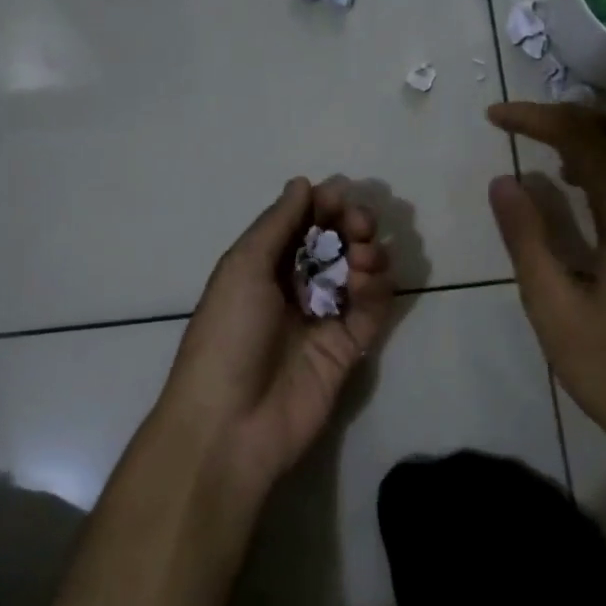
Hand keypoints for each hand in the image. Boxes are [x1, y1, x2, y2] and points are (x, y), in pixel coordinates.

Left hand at [156, 176, 395, 506]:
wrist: (232, 422)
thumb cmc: (228, 334)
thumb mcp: (243, 267)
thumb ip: (277, 223)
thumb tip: (302, 182)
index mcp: (262, 266)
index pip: (301, 225)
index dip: (322, 207)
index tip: (339, 196)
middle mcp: (294, 288)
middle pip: (334, 246)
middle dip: (351, 226)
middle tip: (359, 224)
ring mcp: (323, 318)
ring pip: (358, 273)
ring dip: (367, 254)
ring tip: (363, 257)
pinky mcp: (348, 348)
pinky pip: (372, 309)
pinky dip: (378, 289)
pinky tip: (370, 280)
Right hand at [485, 103, 605, 495]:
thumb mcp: (554, 308)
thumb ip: (528, 237)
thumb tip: (504, 180)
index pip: (583, 137)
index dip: (535, 117)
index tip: (494, 117)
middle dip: (574, 116)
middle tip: (529, 131)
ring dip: (605, 136)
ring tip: (559, 159)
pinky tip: (599, 194)